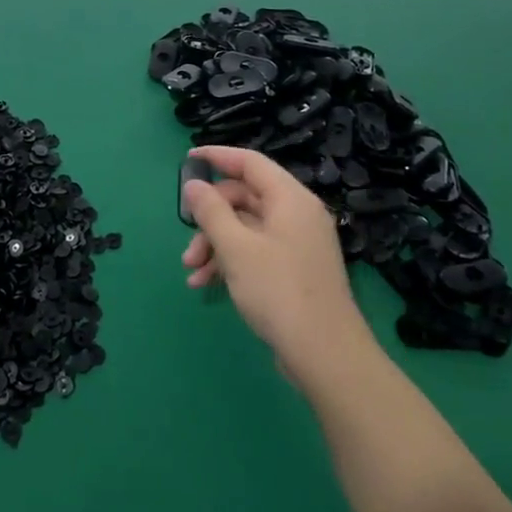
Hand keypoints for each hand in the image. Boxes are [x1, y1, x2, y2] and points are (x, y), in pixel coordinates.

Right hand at [182, 146, 367, 388]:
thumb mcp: (235, 247)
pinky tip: (205, 284)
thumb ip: (210, 211)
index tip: (187, 158)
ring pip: (245, 227)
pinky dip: (229, 261)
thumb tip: (194, 185)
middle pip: (244, 197)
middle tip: (186, 236)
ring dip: (214, 243)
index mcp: (290, 199)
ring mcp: (297, 244)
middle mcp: (296, 215)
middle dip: (209, 217)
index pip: (250, 162)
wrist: (325, 355)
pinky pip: (255, 251)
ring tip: (190, 270)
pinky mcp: (294, 270)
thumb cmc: (278, 291)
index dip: (217, 156)